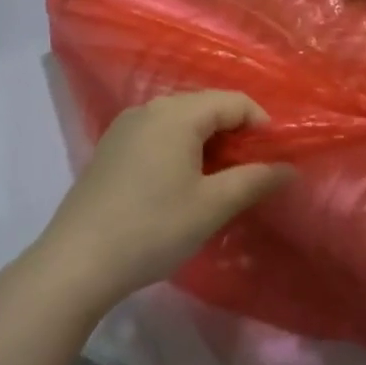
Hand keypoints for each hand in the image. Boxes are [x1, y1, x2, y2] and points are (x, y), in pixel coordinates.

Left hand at [36, 91, 292, 309]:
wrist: (75, 263)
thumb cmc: (153, 228)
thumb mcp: (212, 206)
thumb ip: (255, 180)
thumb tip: (290, 168)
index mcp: (177, 113)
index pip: (235, 101)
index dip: (263, 126)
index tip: (275, 160)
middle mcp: (150, 108)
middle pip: (207, 106)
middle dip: (236, 133)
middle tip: (250, 173)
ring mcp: (125, 127)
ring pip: (182, 121)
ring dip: (209, 143)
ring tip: (220, 181)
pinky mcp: (110, 148)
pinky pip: (158, 134)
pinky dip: (181, 149)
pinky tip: (181, 184)